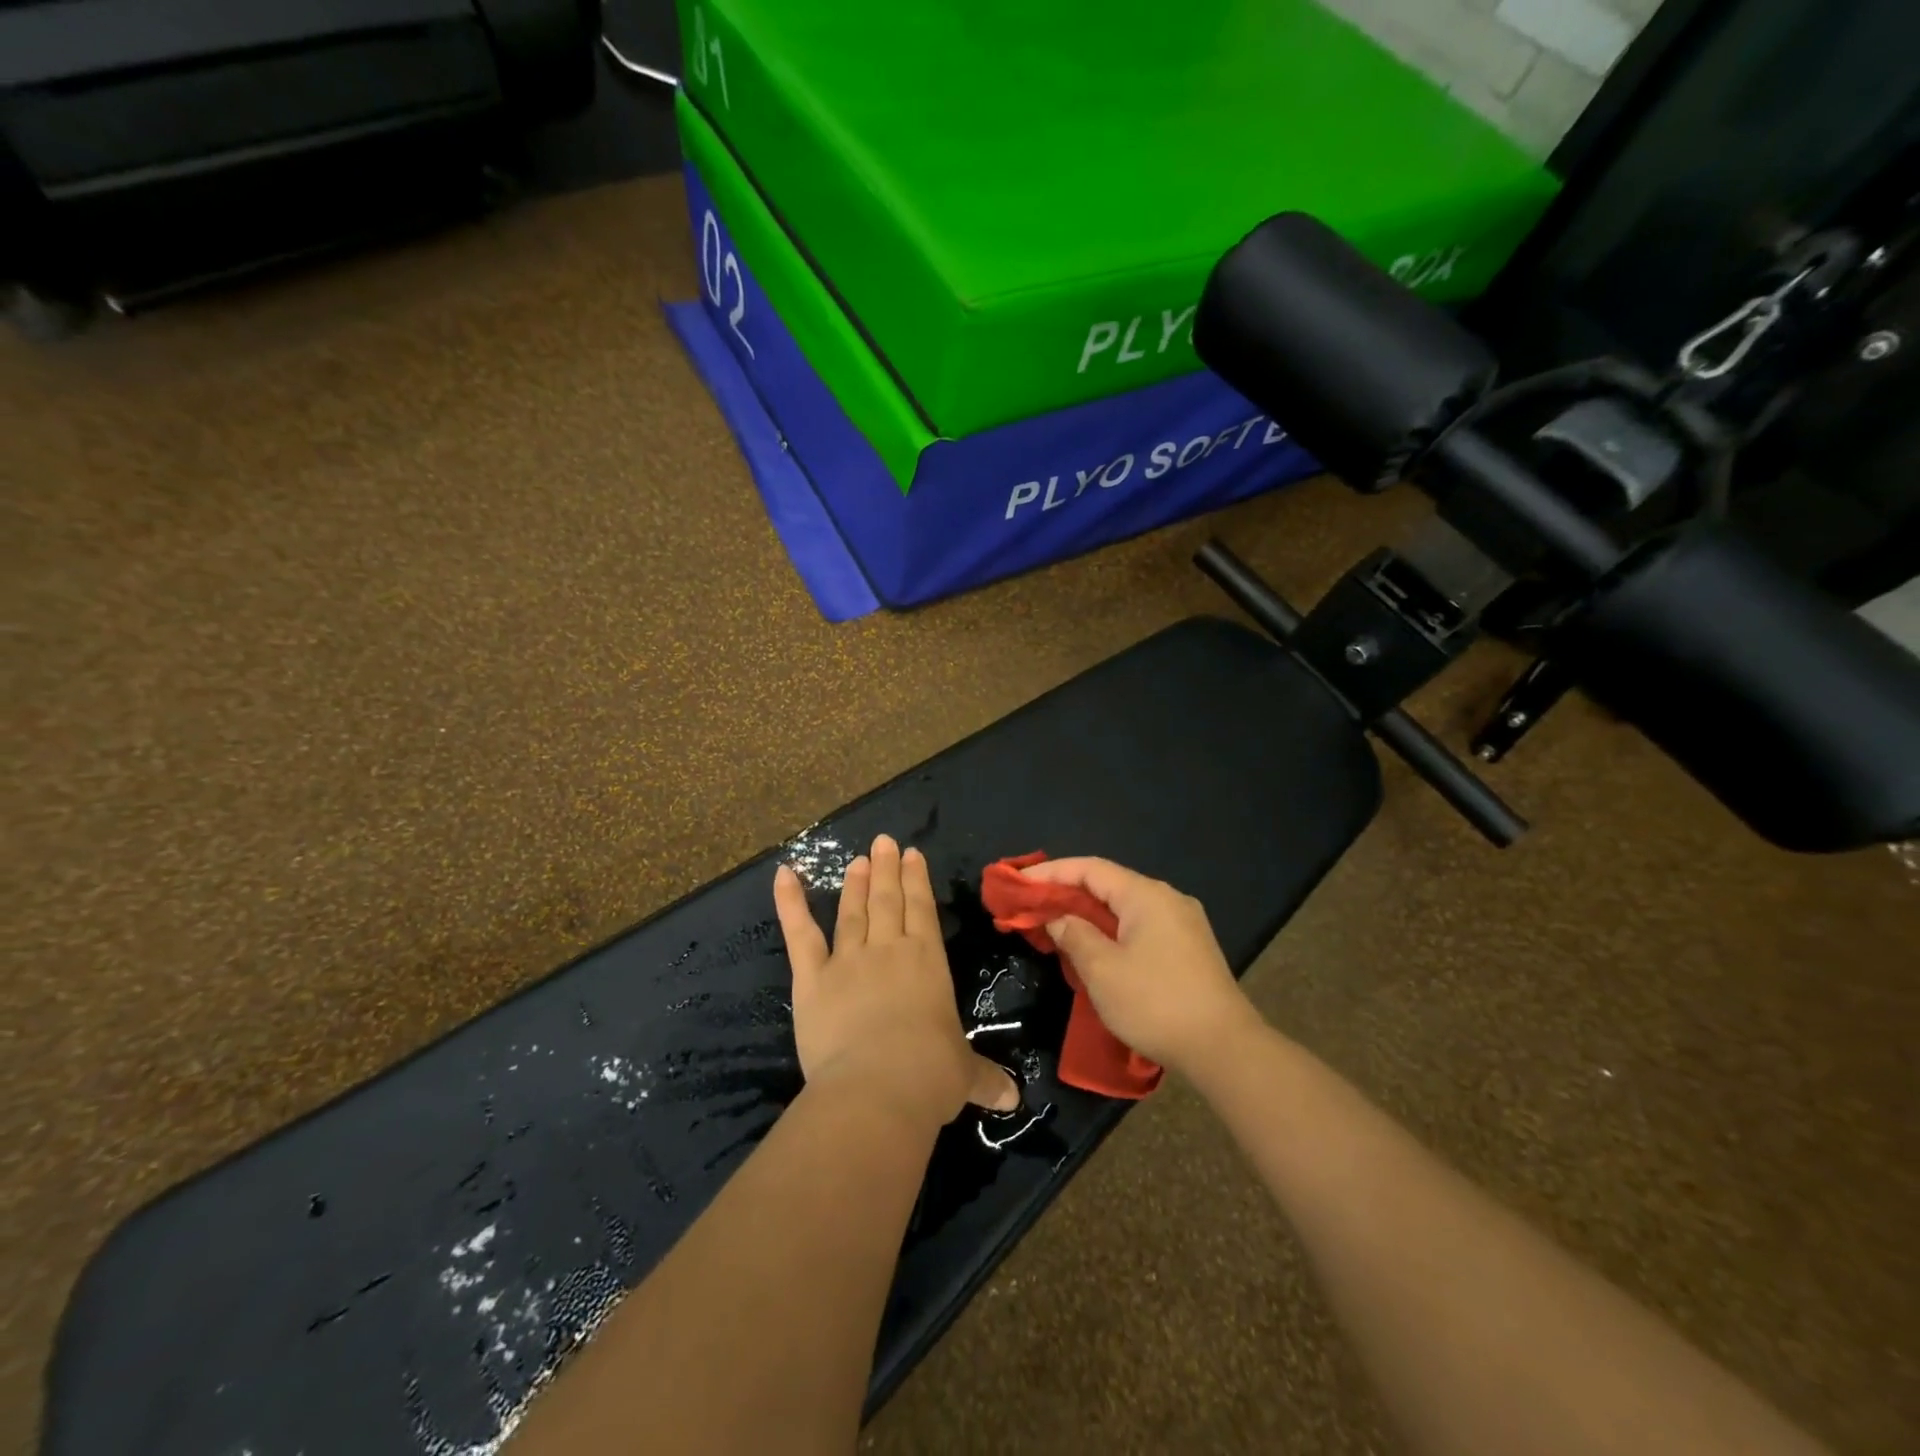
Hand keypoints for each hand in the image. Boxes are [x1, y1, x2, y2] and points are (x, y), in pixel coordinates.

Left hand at [774, 834, 1019, 1127]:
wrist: (879, 1088)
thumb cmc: (930, 1076)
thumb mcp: (964, 1076)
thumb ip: (985, 1079)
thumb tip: (1013, 1100)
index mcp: (927, 962)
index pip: (922, 910)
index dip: (917, 880)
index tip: (912, 854)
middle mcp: (889, 950)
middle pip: (887, 901)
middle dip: (886, 870)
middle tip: (882, 842)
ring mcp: (848, 960)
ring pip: (852, 912)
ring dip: (854, 884)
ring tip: (857, 860)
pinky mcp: (812, 979)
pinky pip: (800, 935)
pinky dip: (790, 903)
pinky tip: (783, 874)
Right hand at [1020, 857, 1263, 1075]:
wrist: (1225, 1048)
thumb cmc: (1156, 1003)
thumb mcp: (1102, 970)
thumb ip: (1074, 935)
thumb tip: (1058, 918)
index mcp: (1146, 895)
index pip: (1091, 869)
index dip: (1052, 872)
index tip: (1020, 883)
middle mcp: (1168, 899)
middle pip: (1109, 884)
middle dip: (1069, 893)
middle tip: (1033, 906)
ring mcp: (1184, 923)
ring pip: (1125, 907)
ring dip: (1090, 914)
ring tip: (1058, 926)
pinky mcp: (1190, 948)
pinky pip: (1141, 926)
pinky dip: (1112, 930)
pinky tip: (1097, 948)